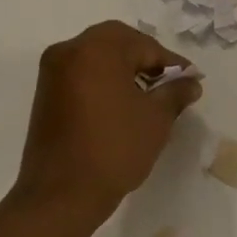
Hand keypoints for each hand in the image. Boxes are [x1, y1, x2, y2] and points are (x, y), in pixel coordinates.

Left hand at [11, 21, 202, 231]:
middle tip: (169, 81)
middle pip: (116, 42)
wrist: (61, 194)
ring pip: (97, 56)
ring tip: (148, 94)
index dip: (170, 62)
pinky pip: (81, 73)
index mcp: (97, 49)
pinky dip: (103, 79)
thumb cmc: (115, 149)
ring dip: (123, 68)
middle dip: (145, 58)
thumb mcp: (156, 118)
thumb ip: (176, 92)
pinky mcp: (45, 92)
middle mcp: (69, 50)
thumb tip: (191, 82)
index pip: (144, 45)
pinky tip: (122, 103)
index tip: (191, 79)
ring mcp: (53, 71)